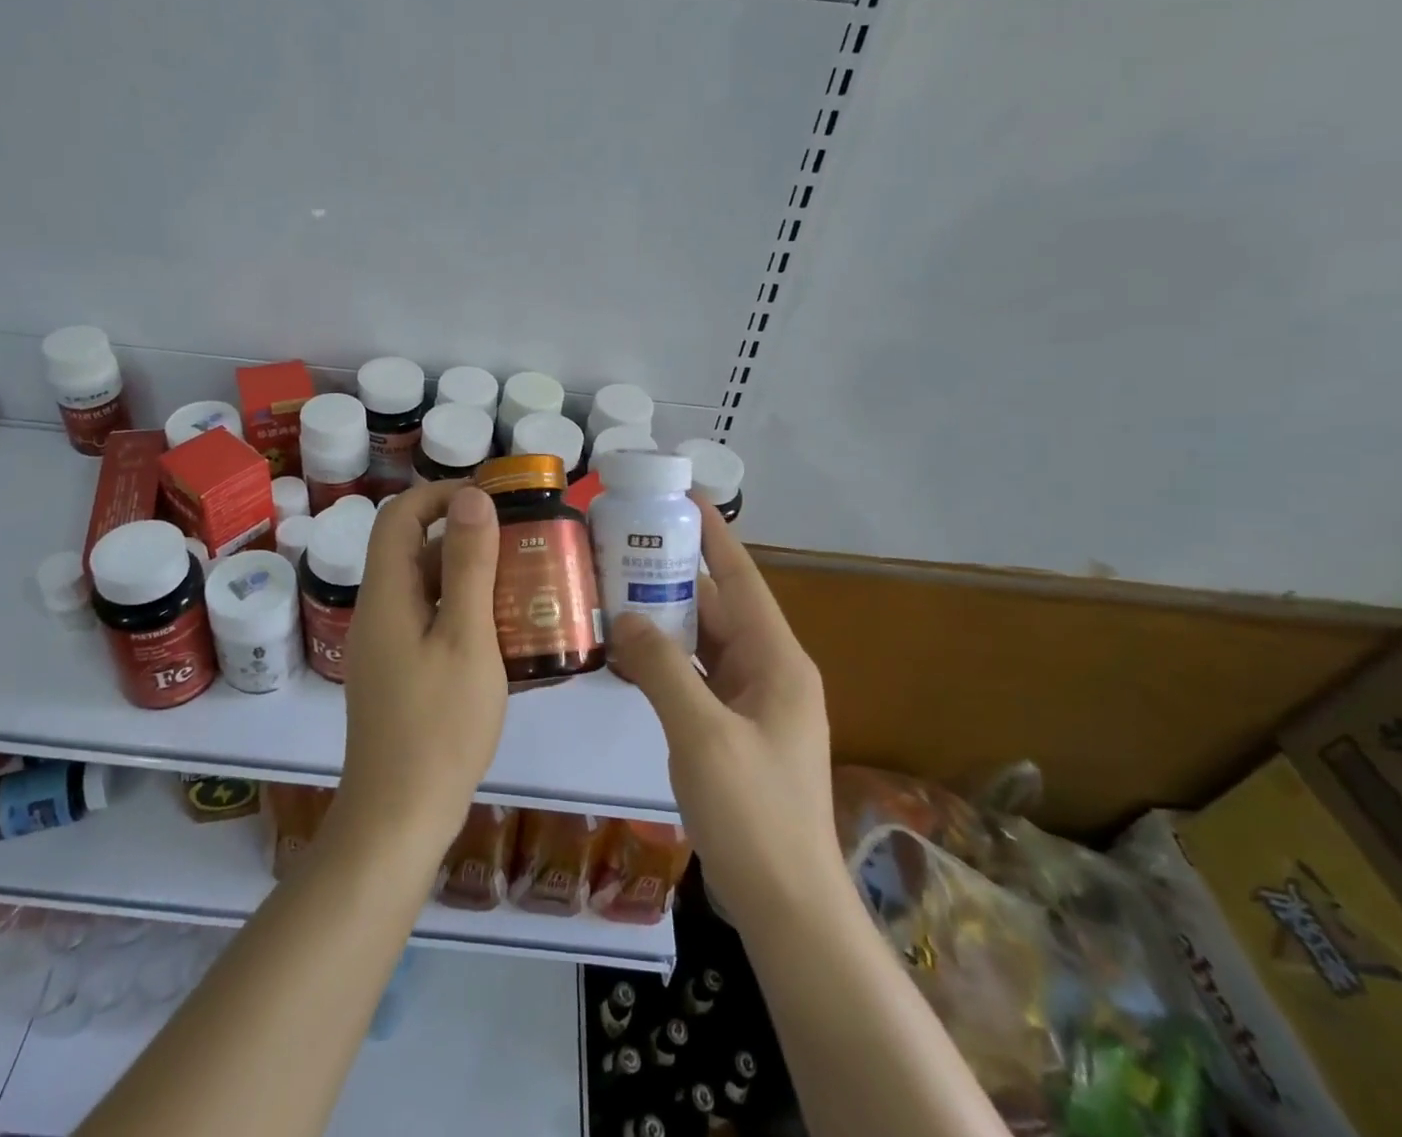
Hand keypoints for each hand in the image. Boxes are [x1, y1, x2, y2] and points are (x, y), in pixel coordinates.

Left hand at [330, 481, 508, 861]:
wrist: (399, 819)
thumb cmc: (438, 725)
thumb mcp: (465, 637)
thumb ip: (468, 565)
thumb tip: (472, 498)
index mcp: (386, 594)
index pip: (400, 516)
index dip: (440, 495)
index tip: (491, 498)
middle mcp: (378, 612)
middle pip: (414, 551)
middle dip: (465, 537)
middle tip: (521, 541)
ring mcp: (386, 647)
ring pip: (426, 590)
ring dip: (469, 578)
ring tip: (525, 583)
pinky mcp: (399, 675)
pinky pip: (430, 624)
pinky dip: (464, 614)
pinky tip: (506, 633)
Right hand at [608, 497, 850, 929]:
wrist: (787, 906)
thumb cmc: (754, 813)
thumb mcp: (703, 734)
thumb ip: (661, 668)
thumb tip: (625, 617)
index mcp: (777, 661)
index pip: (743, 579)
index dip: (715, 535)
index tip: (683, 496)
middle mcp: (769, 672)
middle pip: (719, 608)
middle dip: (674, 575)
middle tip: (623, 545)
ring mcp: (752, 704)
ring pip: (704, 643)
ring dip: (665, 619)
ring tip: (615, 589)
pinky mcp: (734, 731)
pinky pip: (696, 678)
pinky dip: (665, 661)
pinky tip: (626, 654)